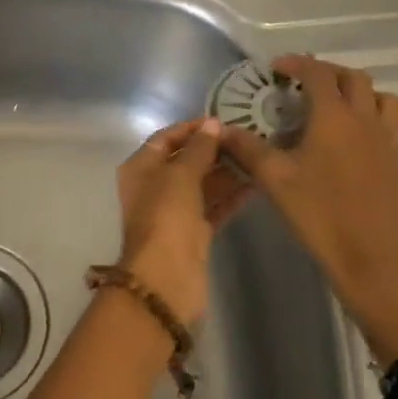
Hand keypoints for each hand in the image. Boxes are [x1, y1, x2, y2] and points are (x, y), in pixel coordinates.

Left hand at [113, 118, 250, 325]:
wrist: (166, 278)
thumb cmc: (166, 217)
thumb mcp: (180, 175)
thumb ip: (198, 149)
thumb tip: (213, 125)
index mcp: (141, 168)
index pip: (166, 138)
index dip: (192, 128)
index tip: (222, 120)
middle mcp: (155, 186)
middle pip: (186, 160)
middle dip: (214, 150)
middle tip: (247, 138)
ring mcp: (175, 211)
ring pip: (203, 184)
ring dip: (226, 172)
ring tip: (257, 156)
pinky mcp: (194, 232)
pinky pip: (214, 206)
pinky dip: (231, 196)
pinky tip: (256, 183)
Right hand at [219, 55, 397, 361]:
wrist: (371, 259)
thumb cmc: (320, 215)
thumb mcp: (275, 180)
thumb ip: (247, 149)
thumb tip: (221, 130)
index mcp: (335, 117)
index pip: (319, 73)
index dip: (297, 64)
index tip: (277, 68)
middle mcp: (365, 119)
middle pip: (353, 77)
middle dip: (326, 73)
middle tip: (301, 85)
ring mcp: (386, 139)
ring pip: (381, 96)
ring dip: (357, 91)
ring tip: (333, 106)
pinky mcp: (396, 160)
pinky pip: (388, 121)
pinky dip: (370, 114)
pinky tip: (348, 139)